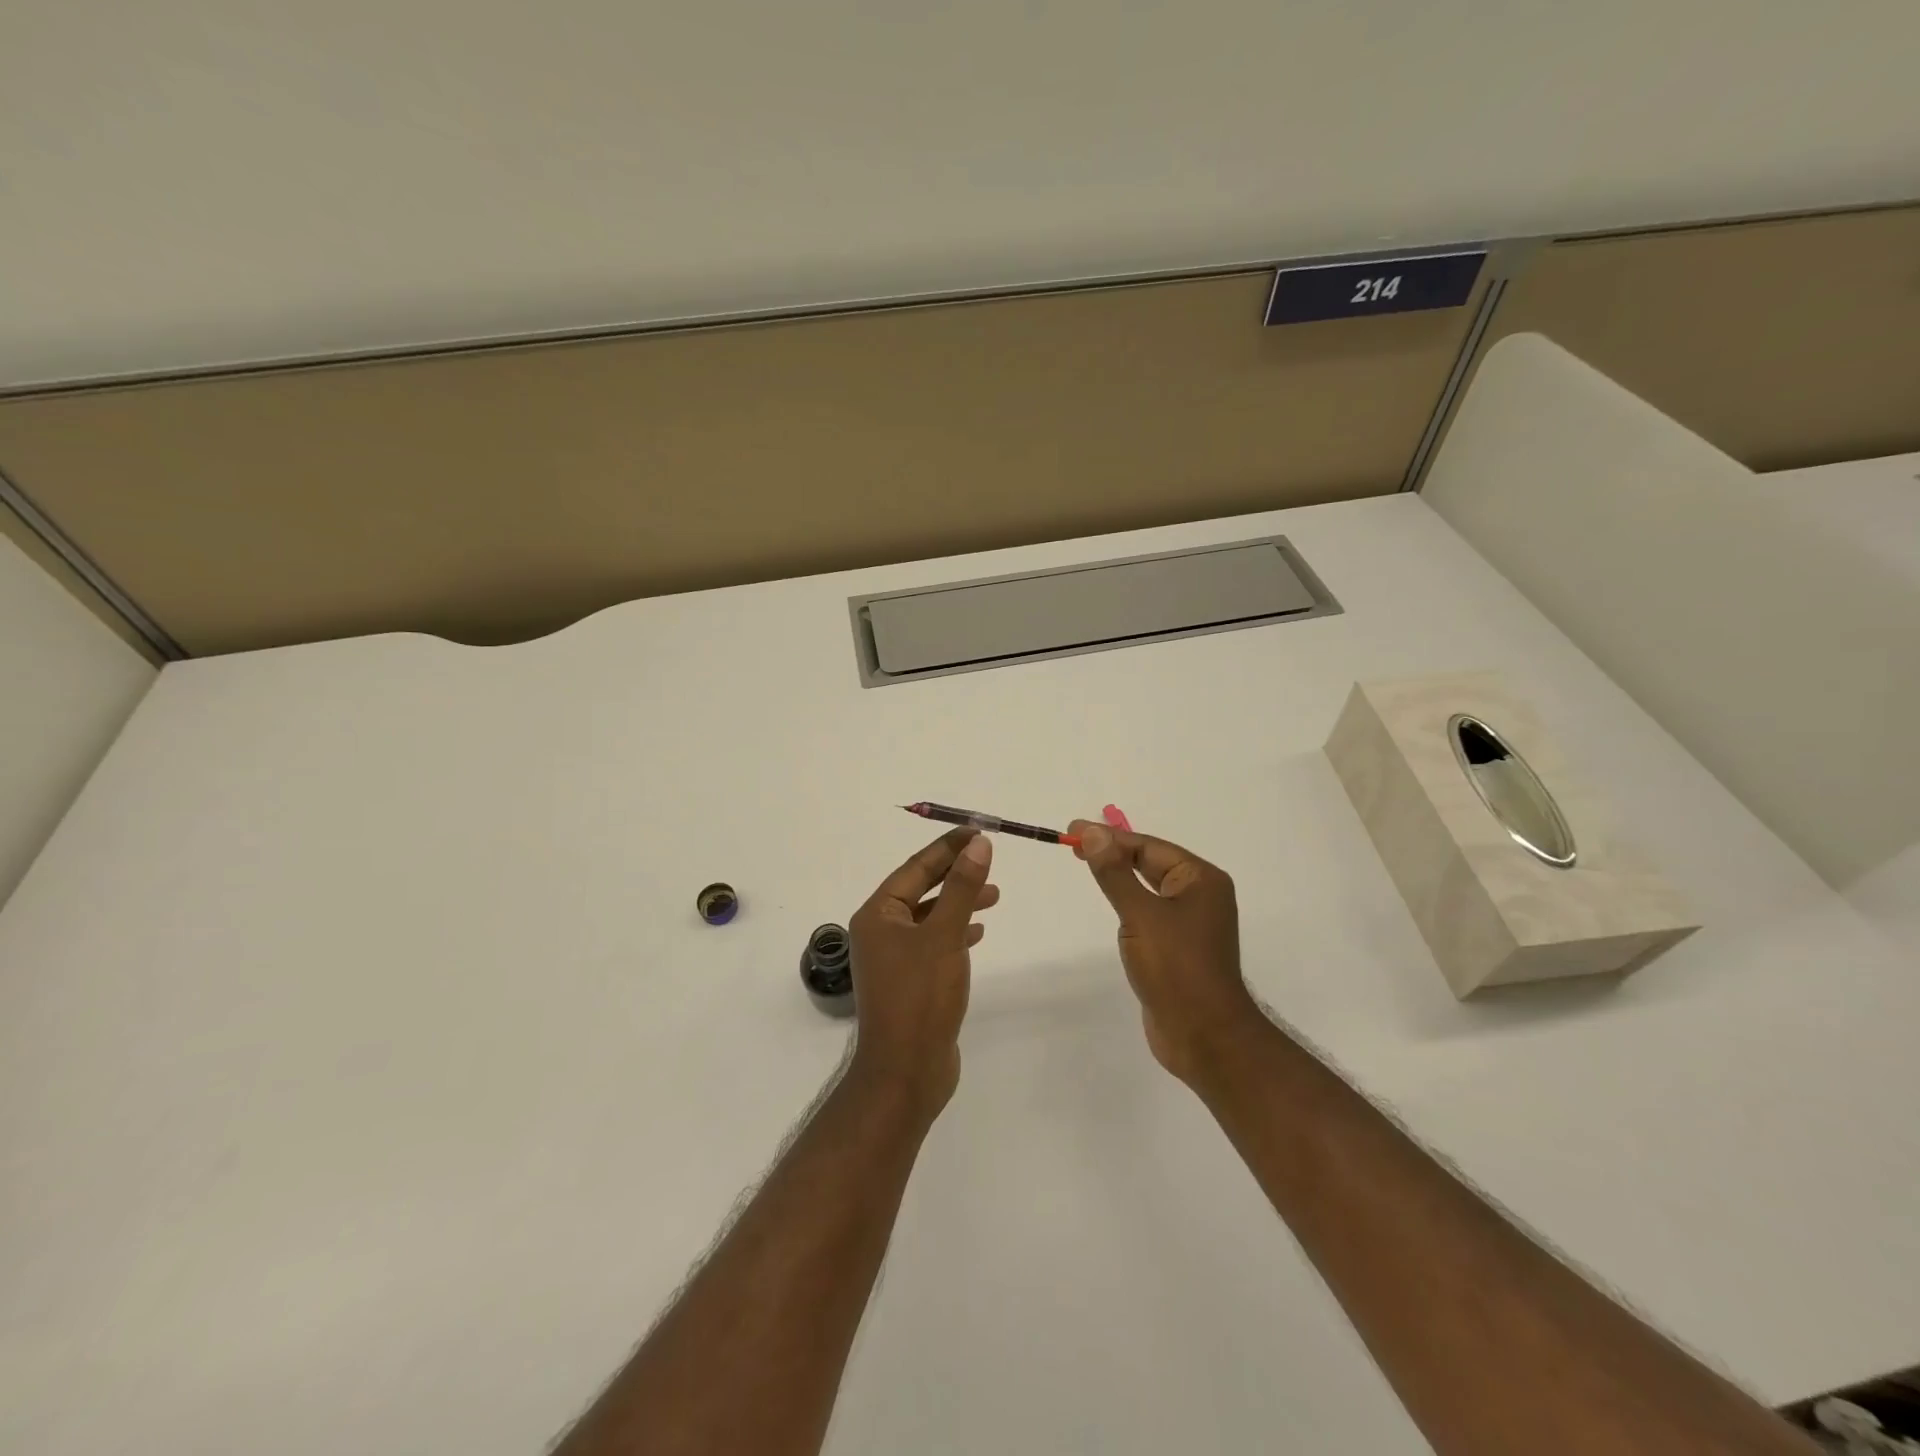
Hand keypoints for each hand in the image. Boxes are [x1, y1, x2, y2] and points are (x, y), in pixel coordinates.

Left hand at [846, 828, 997, 1119]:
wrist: (906, 1072)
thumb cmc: (921, 997)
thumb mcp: (945, 935)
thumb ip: (962, 888)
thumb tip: (978, 844)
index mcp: (877, 914)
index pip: (915, 867)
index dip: (948, 846)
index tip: (978, 830)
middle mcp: (879, 931)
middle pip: (920, 889)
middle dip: (955, 873)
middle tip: (990, 859)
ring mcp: (893, 959)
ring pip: (929, 916)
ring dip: (959, 902)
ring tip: (994, 896)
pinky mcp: (909, 981)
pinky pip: (933, 942)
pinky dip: (955, 931)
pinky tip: (977, 931)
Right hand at [1068, 821, 1261, 1084]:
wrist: (1205, 1037)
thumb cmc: (1177, 969)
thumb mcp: (1141, 915)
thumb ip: (1114, 873)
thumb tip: (1093, 833)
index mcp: (1200, 880)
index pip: (1148, 846)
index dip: (1109, 837)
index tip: (1072, 831)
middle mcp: (1200, 895)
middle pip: (1150, 862)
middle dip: (1113, 852)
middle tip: (1073, 844)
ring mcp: (1190, 922)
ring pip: (1148, 887)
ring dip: (1120, 875)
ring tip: (1086, 863)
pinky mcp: (1178, 947)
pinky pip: (1149, 911)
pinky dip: (1128, 900)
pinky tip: (1111, 901)